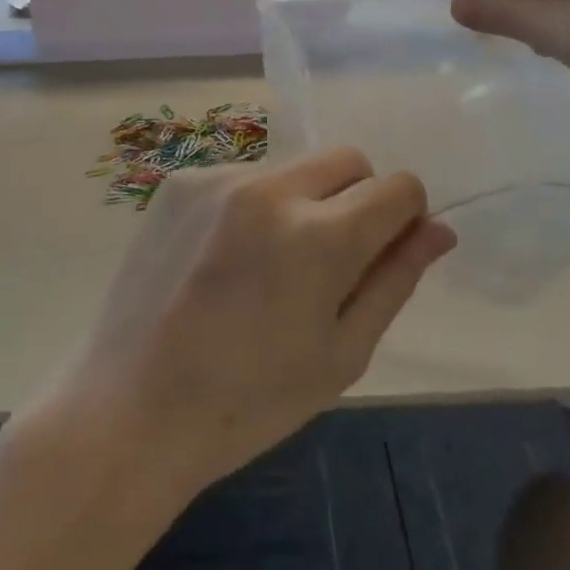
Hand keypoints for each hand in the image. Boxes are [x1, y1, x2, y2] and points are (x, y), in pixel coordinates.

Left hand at [60, 149, 454, 493]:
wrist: (130, 409)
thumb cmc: (249, 401)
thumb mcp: (341, 353)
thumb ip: (395, 279)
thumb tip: (439, 229)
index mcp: (318, 236)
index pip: (397, 185)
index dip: (406, 215)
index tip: (386, 250)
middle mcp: (270, 188)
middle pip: (348, 160)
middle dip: (358, 198)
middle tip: (329, 261)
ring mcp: (218, 178)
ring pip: (294, 167)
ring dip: (303, 201)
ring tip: (269, 266)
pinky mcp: (180, 181)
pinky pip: (244, 176)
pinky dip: (254, 206)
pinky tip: (225, 259)